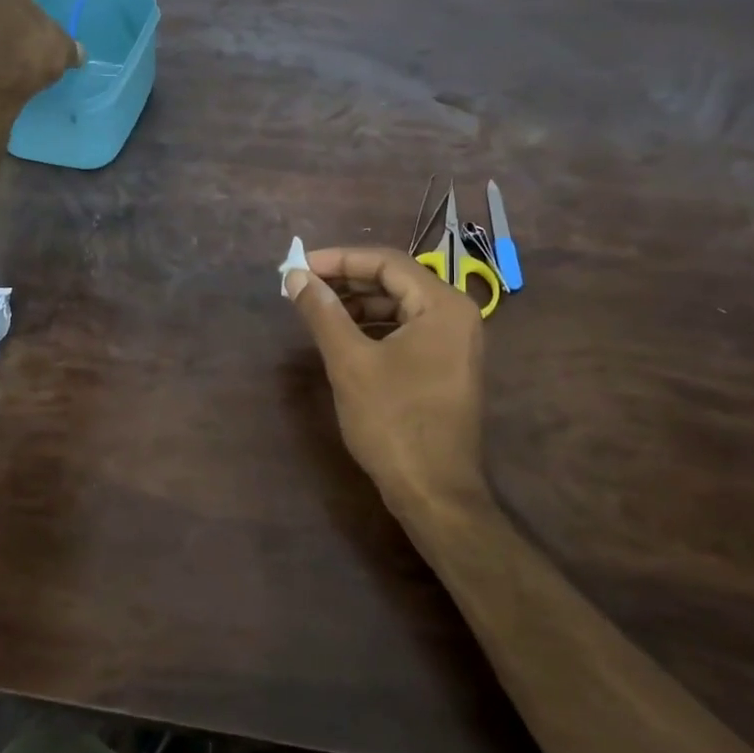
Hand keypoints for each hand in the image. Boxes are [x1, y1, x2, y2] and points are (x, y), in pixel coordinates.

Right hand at [285, 246, 485, 510]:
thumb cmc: (393, 422)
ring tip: (317, 310)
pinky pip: (407, 330)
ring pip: (400, 306)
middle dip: (346, 281)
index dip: (339, 259)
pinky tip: (344, 337)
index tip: (300, 266)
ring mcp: (455, 343)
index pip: (386, 262)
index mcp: (442, 305)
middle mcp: (456, 315)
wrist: (434, 493)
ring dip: (358, 304)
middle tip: (303, 287)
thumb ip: (322, 312)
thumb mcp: (350, 362)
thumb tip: (296, 276)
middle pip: (395, 281)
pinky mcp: (447, 366)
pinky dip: (374, 327)